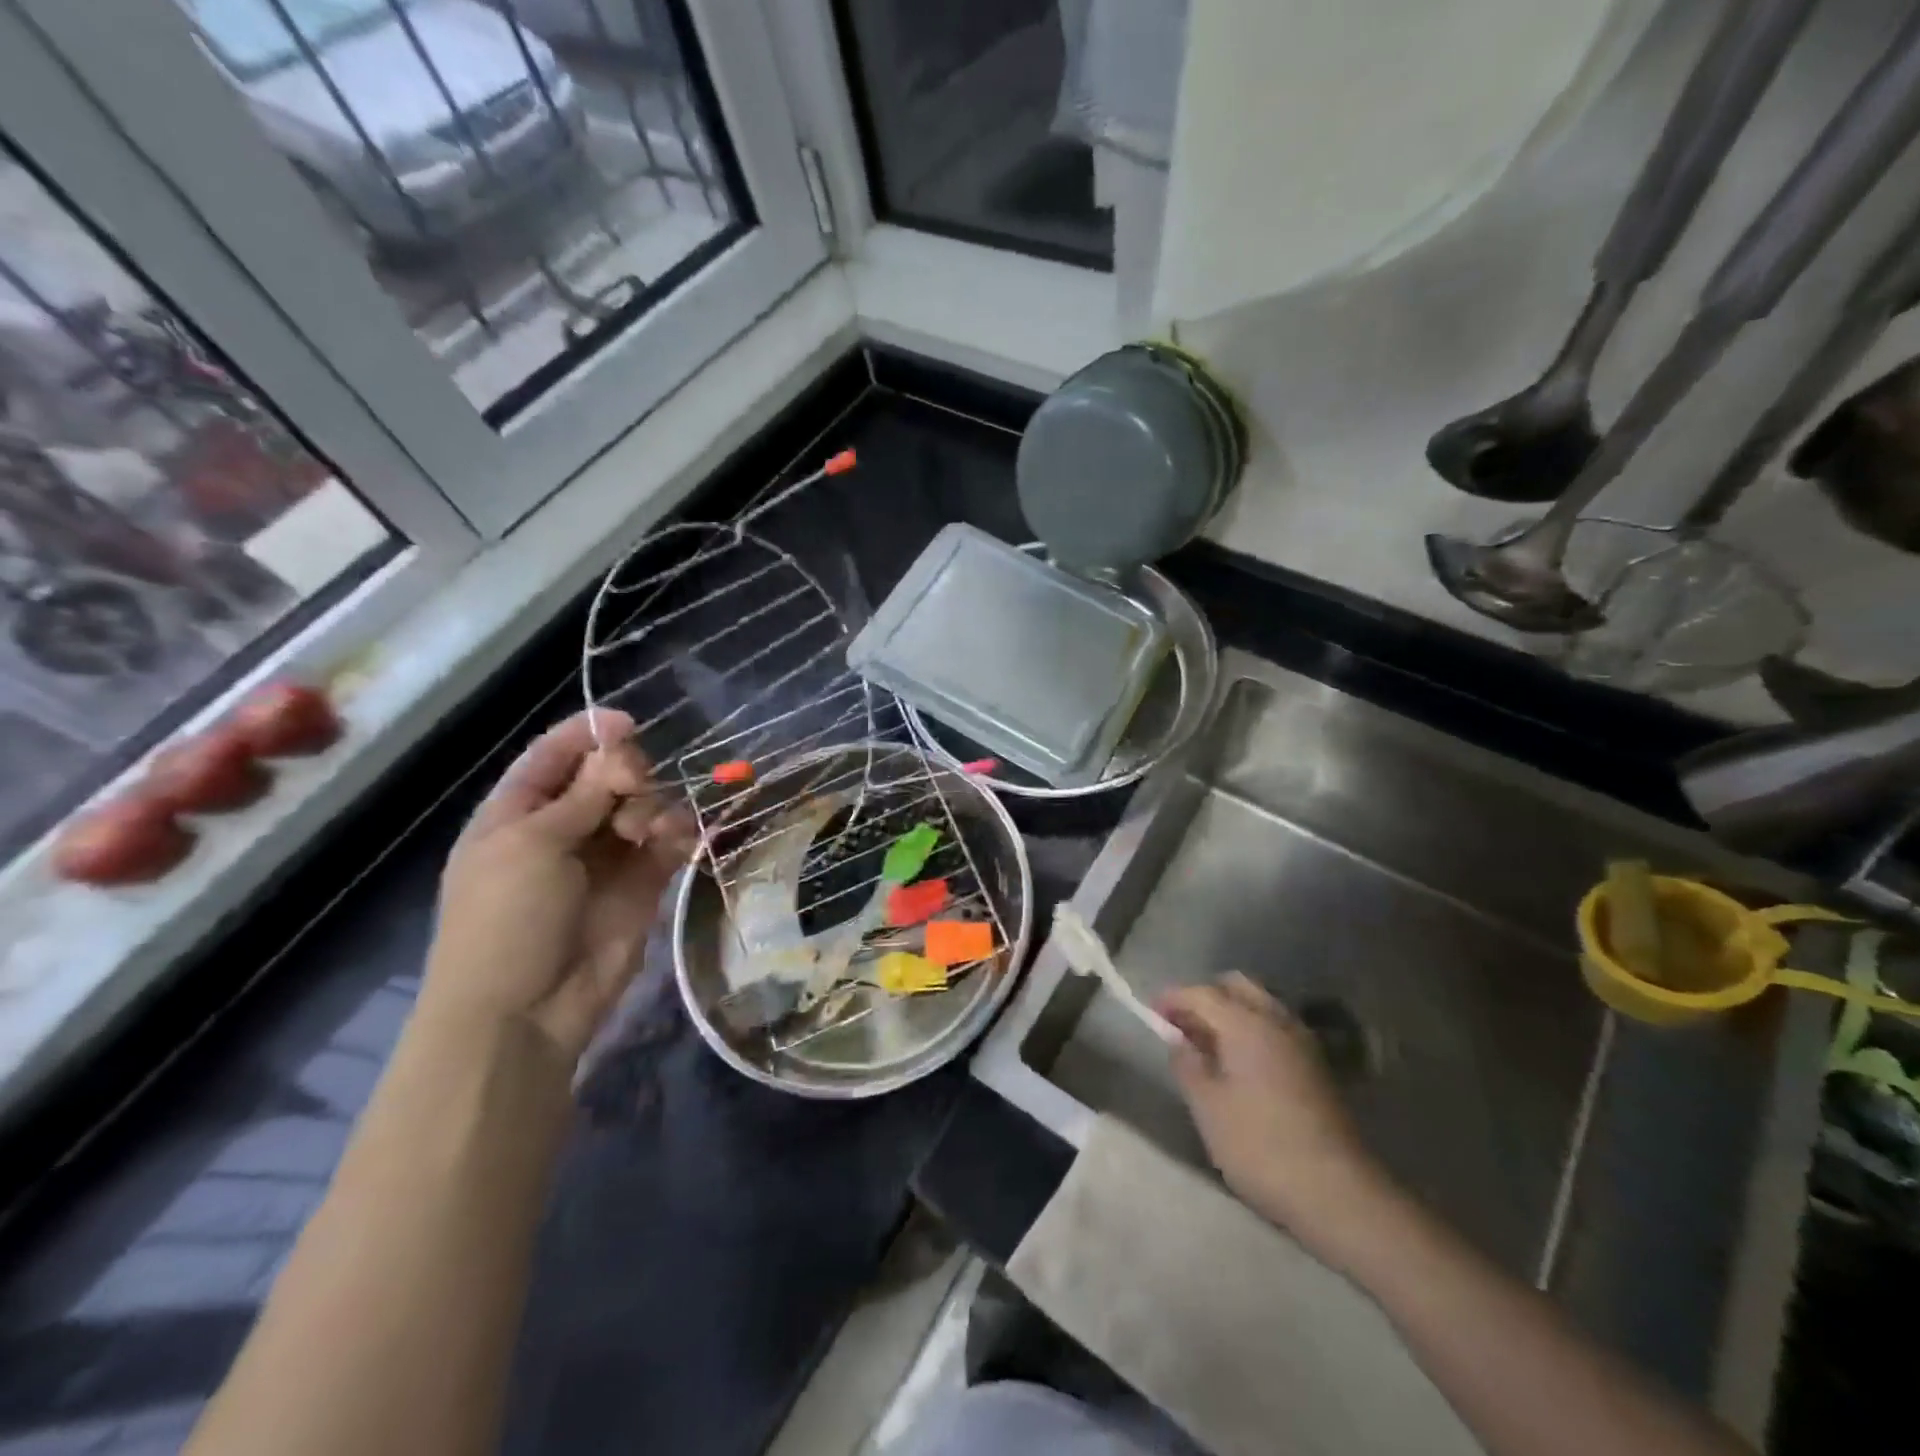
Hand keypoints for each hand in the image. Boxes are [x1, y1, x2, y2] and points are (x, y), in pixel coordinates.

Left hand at [421, 710, 694, 1063]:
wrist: (524, 1012)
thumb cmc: (506, 920)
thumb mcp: (531, 845)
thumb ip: (583, 794)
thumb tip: (620, 751)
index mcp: (517, 814)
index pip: (553, 757)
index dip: (587, 734)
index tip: (627, 723)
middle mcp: (563, 830)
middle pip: (605, 777)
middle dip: (626, 772)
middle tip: (633, 785)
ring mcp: (604, 858)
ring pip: (642, 807)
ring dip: (652, 806)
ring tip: (648, 830)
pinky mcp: (642, 885)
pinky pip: (666, 843)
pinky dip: (676, 833)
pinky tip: (676, 839)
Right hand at [1157, 973, 1397, 1258]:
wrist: (1338, 1192)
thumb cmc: (1260, 1146)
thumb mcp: (1208, 1107)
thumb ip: (1187, 1064)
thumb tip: (1178, 1039)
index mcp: (1246, 1023)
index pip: (1201, 993)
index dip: (1172, 998)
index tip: (1151, 1012)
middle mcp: (1276, 1020)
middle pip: (1236, 986)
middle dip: (1205, 996)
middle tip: (1182, 1024)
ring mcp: (1302, 1041)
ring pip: (1259, 1004)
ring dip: (1231, 1012)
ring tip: (1208, 1044)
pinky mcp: (1316, 1065)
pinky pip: (1275, 1026)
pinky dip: (1252, 1029)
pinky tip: (1239, 1062)